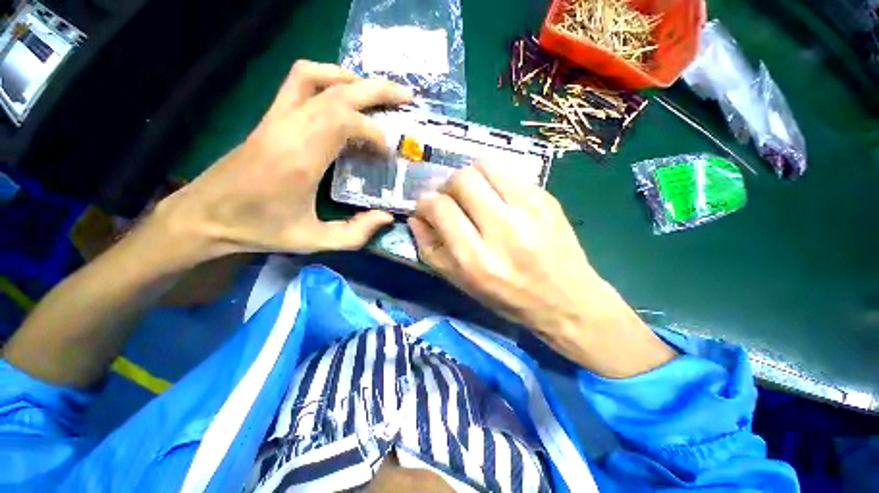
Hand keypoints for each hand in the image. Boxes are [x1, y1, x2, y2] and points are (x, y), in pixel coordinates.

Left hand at [153, 61, 412, 262]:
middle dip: (377, 90)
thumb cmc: (259, 230)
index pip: (344, 122)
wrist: (203, 215)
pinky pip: (298, 83)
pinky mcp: (270, 118)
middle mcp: (289, 129)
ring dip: (350, 79)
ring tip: (376, 92)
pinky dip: (326, 78)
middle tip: (406, 96)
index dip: (375, 132)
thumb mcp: (313, 241)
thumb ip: (355, 233)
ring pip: (314, 76)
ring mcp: (276, 118)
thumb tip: (386, 217)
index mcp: (300, 159)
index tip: (390, 152)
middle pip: (336, 90)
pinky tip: (342, 94)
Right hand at [409, 162, 674, 376]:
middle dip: (447, 186)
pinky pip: (510, 172)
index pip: (440, 208)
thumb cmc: (508, 298)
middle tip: (452, 199)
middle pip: (462, 180)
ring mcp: (529, 211)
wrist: (566, 300)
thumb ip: (432, 250)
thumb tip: (417, 218)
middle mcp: (502, 230)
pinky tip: (499, 197)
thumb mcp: (462, 284)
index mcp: (476, 259)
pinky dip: (495, 179)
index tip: (427, 208)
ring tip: (475, 193)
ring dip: (472, 176)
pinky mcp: (547, 199)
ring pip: (486, 166)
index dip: (426, 203)